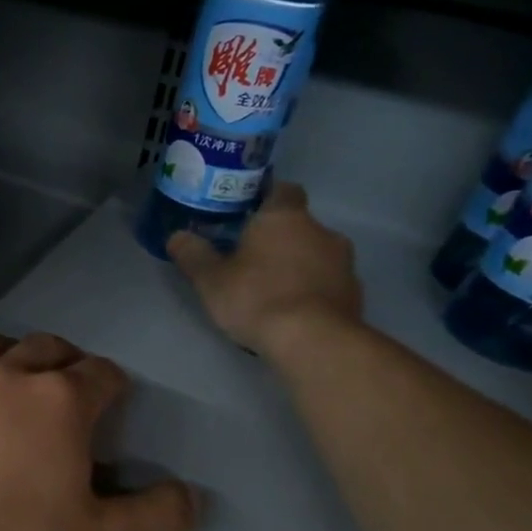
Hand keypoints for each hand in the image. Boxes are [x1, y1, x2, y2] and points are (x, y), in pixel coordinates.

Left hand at [0, 333, 196, 530]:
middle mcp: (5, 377)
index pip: (101, 373)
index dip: (114, 383)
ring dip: (6, 353)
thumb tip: (193, 495)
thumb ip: (158, 518)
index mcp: (59, 403)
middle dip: (65, 360)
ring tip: (10, 373)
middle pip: (45, 348)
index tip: (115, 398)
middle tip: (67, 383)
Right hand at [166, 182, 364, 356]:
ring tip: (274, 292)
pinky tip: (295, 313)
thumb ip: (193, 255)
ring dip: (298, 266)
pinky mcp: (354, 292)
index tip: (249, 217)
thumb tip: (177, 236)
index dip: (266, 200)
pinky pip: (329, 284)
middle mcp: (320, 230)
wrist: (313, 340)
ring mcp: (343, 262)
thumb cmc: (257, 298)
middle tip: (253, 262)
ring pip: (316, 255)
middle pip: (299, 225)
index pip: (282, 190)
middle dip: (279, 240)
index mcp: (284, 216)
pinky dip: (314, 292)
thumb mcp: (211, 280)